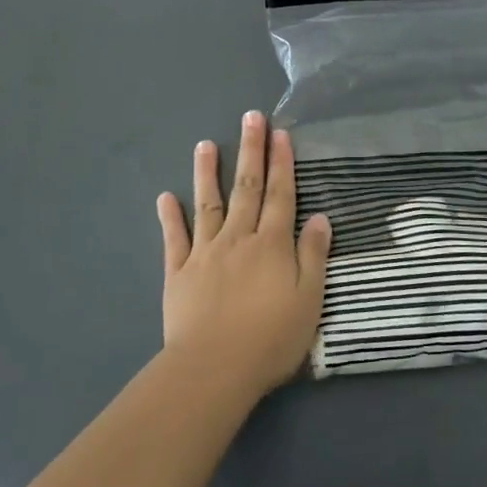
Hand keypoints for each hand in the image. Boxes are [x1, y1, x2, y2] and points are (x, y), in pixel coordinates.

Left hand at [157, 111, 331, 396]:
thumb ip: (314, 256)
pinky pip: (174, 238)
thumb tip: (321, 218)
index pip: (281, 195)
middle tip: (250, 118)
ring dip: (208, 173)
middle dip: (251, 151)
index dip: (282, 163)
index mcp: (272, 244)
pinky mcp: (179, 272)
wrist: (214, 368)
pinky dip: (170, 217)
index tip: (280, 133)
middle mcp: (239, 238)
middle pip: (247, 188)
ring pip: (208, 204)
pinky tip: (165, 197)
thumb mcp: (309, 300)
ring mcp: (205, 252)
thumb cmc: (270, 339)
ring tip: (205, 144)